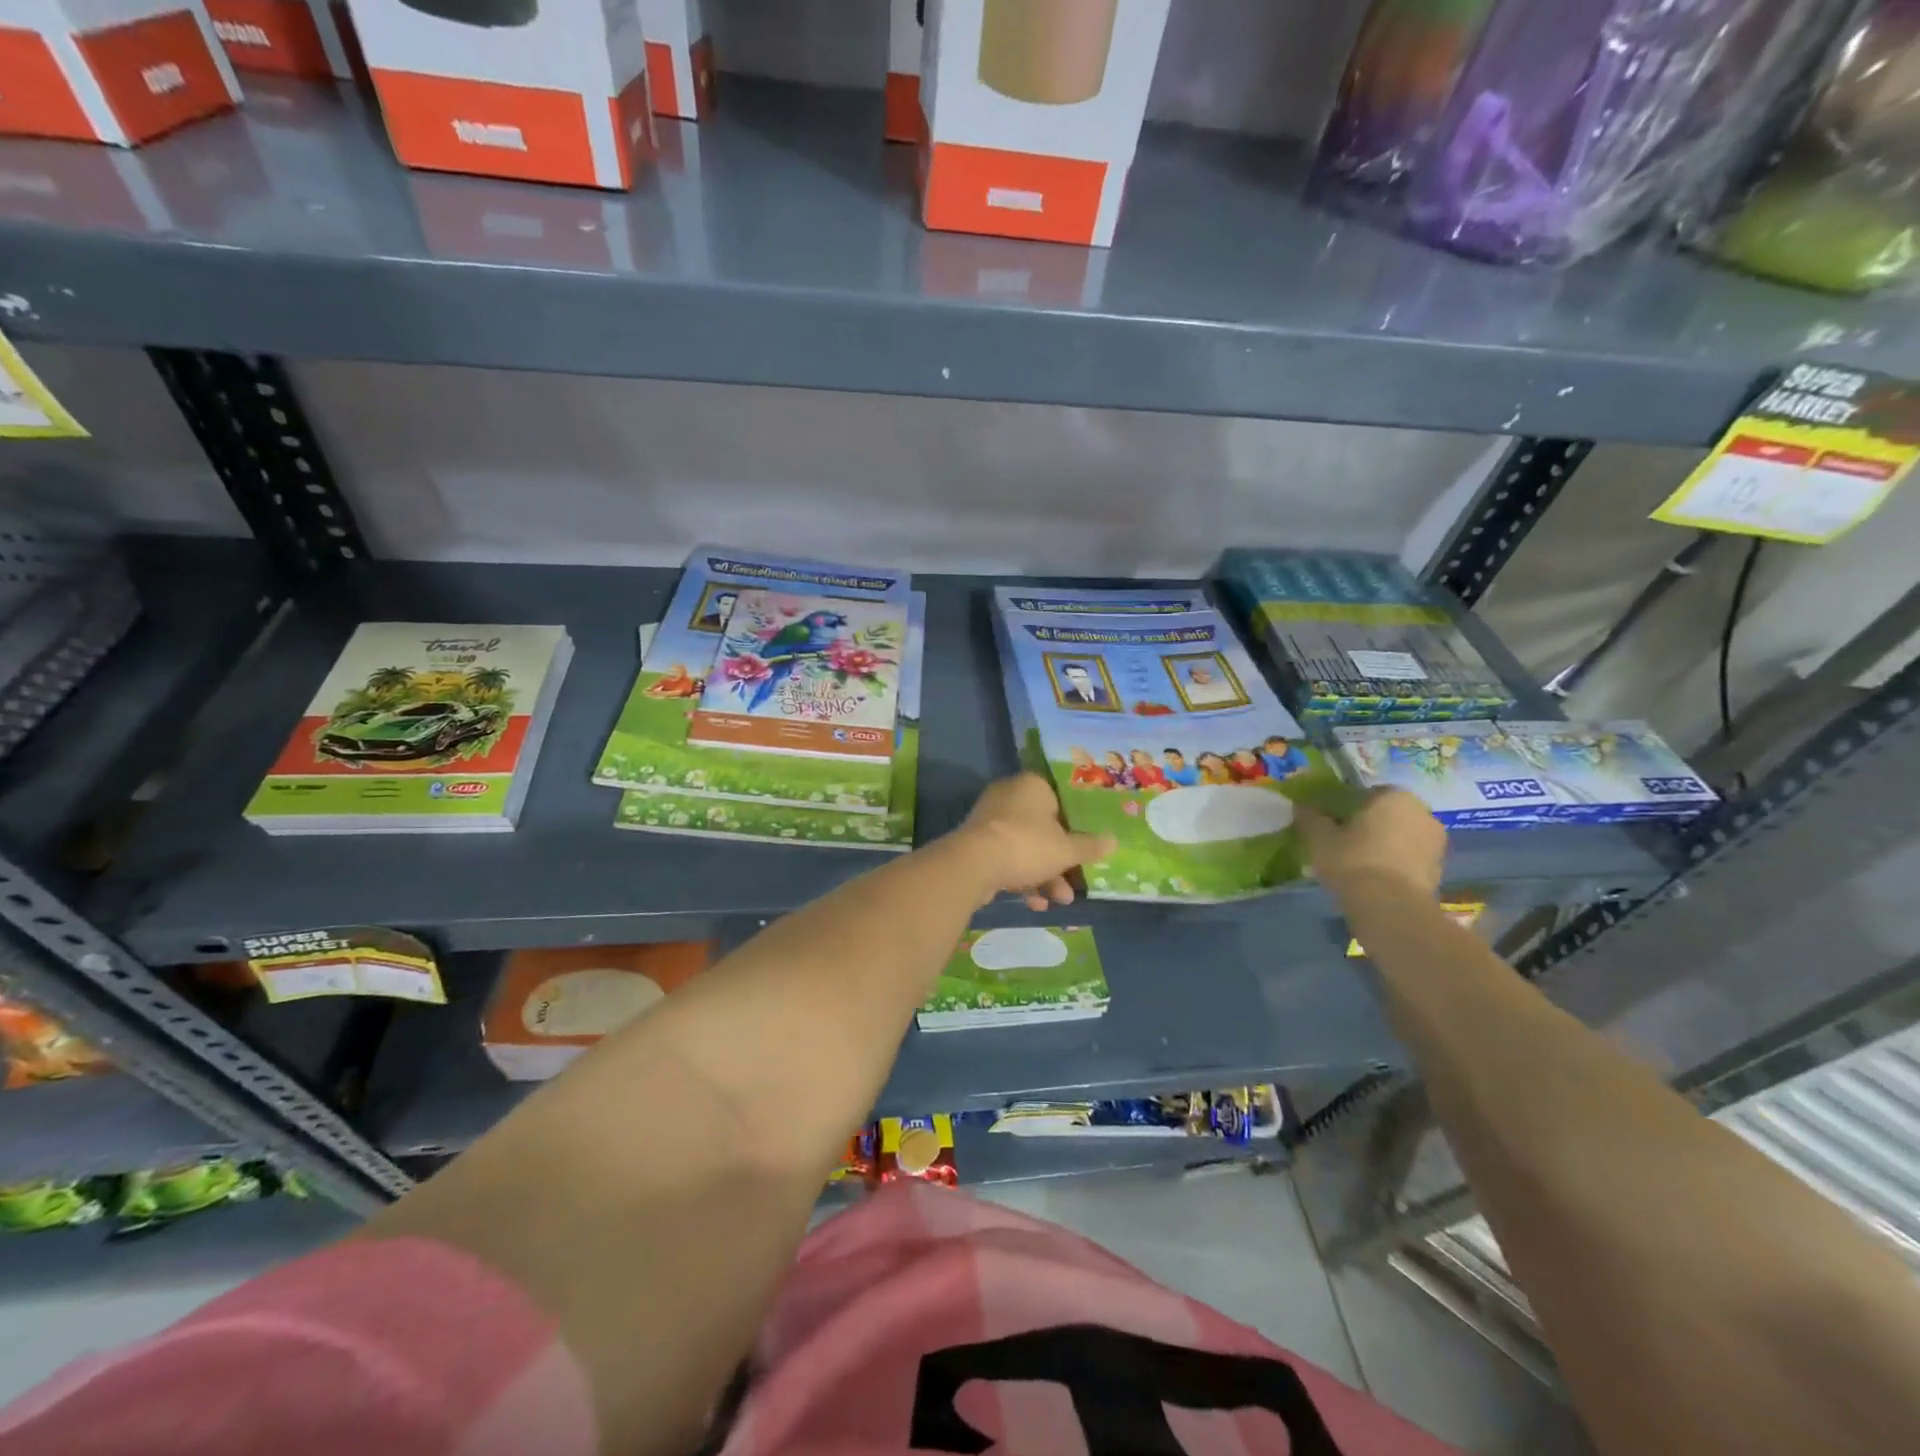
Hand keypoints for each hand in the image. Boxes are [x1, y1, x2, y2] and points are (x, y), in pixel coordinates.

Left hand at [951, 773, 1116, 911]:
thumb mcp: (1066, 850)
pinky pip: (1006, 858)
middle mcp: (1008, 796)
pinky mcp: (976, 843)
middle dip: (1060, 861)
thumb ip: (1089, 846)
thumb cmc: (1027, 845)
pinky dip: (1021, 879)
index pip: (1059, 800)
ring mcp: (989, 820)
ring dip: (1044, 875)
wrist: (974, 864)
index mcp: (1032, 786)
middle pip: (1042, 829)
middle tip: (1073, 884)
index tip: (1083, 848)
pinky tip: (1034, 903)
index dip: (1074, 826)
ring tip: (1059, 901)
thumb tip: (1113, 841)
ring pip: (1025, 847)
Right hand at [1297, 788, 1445, 900]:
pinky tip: (1374, 878)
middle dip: (1366, 825)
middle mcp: (1422, 812)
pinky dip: (1394, 863)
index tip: (1328, 823)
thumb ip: (1310, 817)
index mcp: (1394, 795)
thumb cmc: (1353, 861)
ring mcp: (1436, 842)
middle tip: (1341, 842)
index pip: (1363, 794)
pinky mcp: (1440, 870)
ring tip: (1357, 863)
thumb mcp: (1319, 837)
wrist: (1391, 908)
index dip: (1343, 808)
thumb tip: (1301, 806)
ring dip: (1382, 844)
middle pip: (1385, 814)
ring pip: (1399, 836)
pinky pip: (1409, 858)